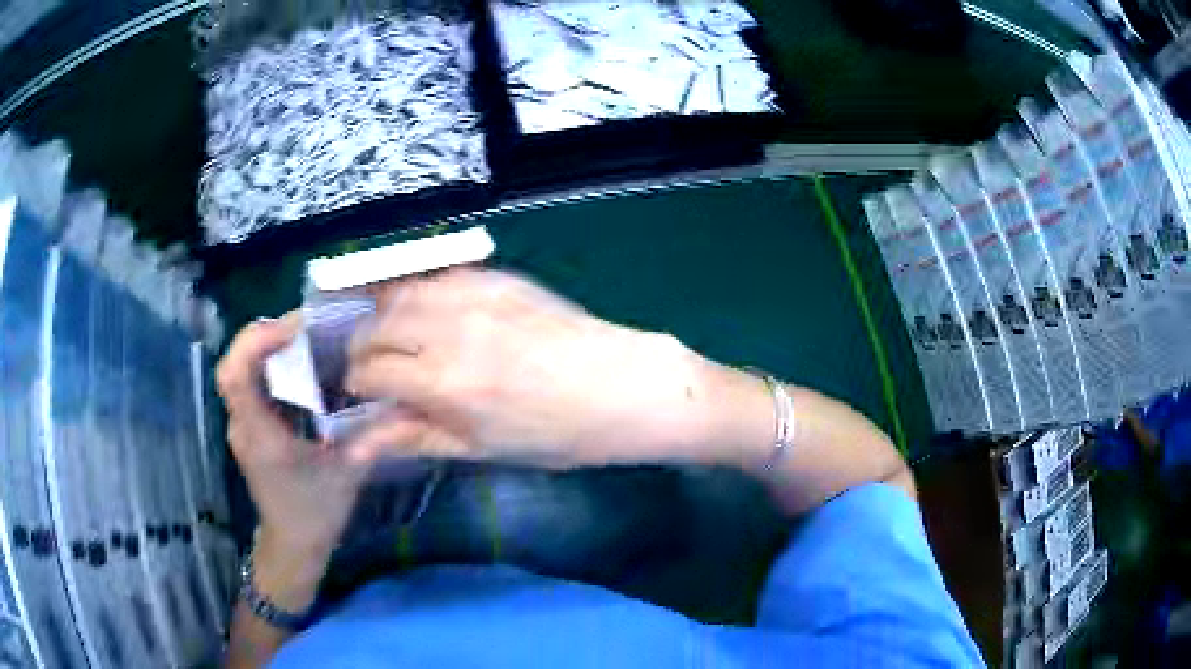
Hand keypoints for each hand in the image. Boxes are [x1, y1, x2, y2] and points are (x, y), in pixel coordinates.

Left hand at [217, 317, 379, 568]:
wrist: (291, 543)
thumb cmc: (316, 513)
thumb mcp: (348, 476)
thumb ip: (373, 438)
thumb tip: (410, 406)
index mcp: (261, 436)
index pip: (235, 375)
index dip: (257, 342)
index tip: (295, 329)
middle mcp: (243, 424)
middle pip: (233, 363)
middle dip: (264, 335)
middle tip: (306, 326)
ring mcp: (242, 424)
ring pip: (239, 369)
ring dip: (265, 346)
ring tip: (305, 338)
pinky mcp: (248, 425)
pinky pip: (250, 382)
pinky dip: (269, 363)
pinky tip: (298, 367)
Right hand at [345, 268, 718, 468]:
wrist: (622, 387)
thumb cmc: (556, 434)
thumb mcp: (481, 449)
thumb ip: (413, 437)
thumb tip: (356, 445)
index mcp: (445, 382)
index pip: (368, 371)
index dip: (357, 384)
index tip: (363, 394)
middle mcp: (450, 329)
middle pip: (374, 325)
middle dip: (362, 348)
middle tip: (373, 367)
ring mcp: (474, 294)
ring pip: (399, 292)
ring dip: (383, 314)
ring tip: (393, 337)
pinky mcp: (496, 276)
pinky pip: (437, 275)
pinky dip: (418, 292)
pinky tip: (427, 312)